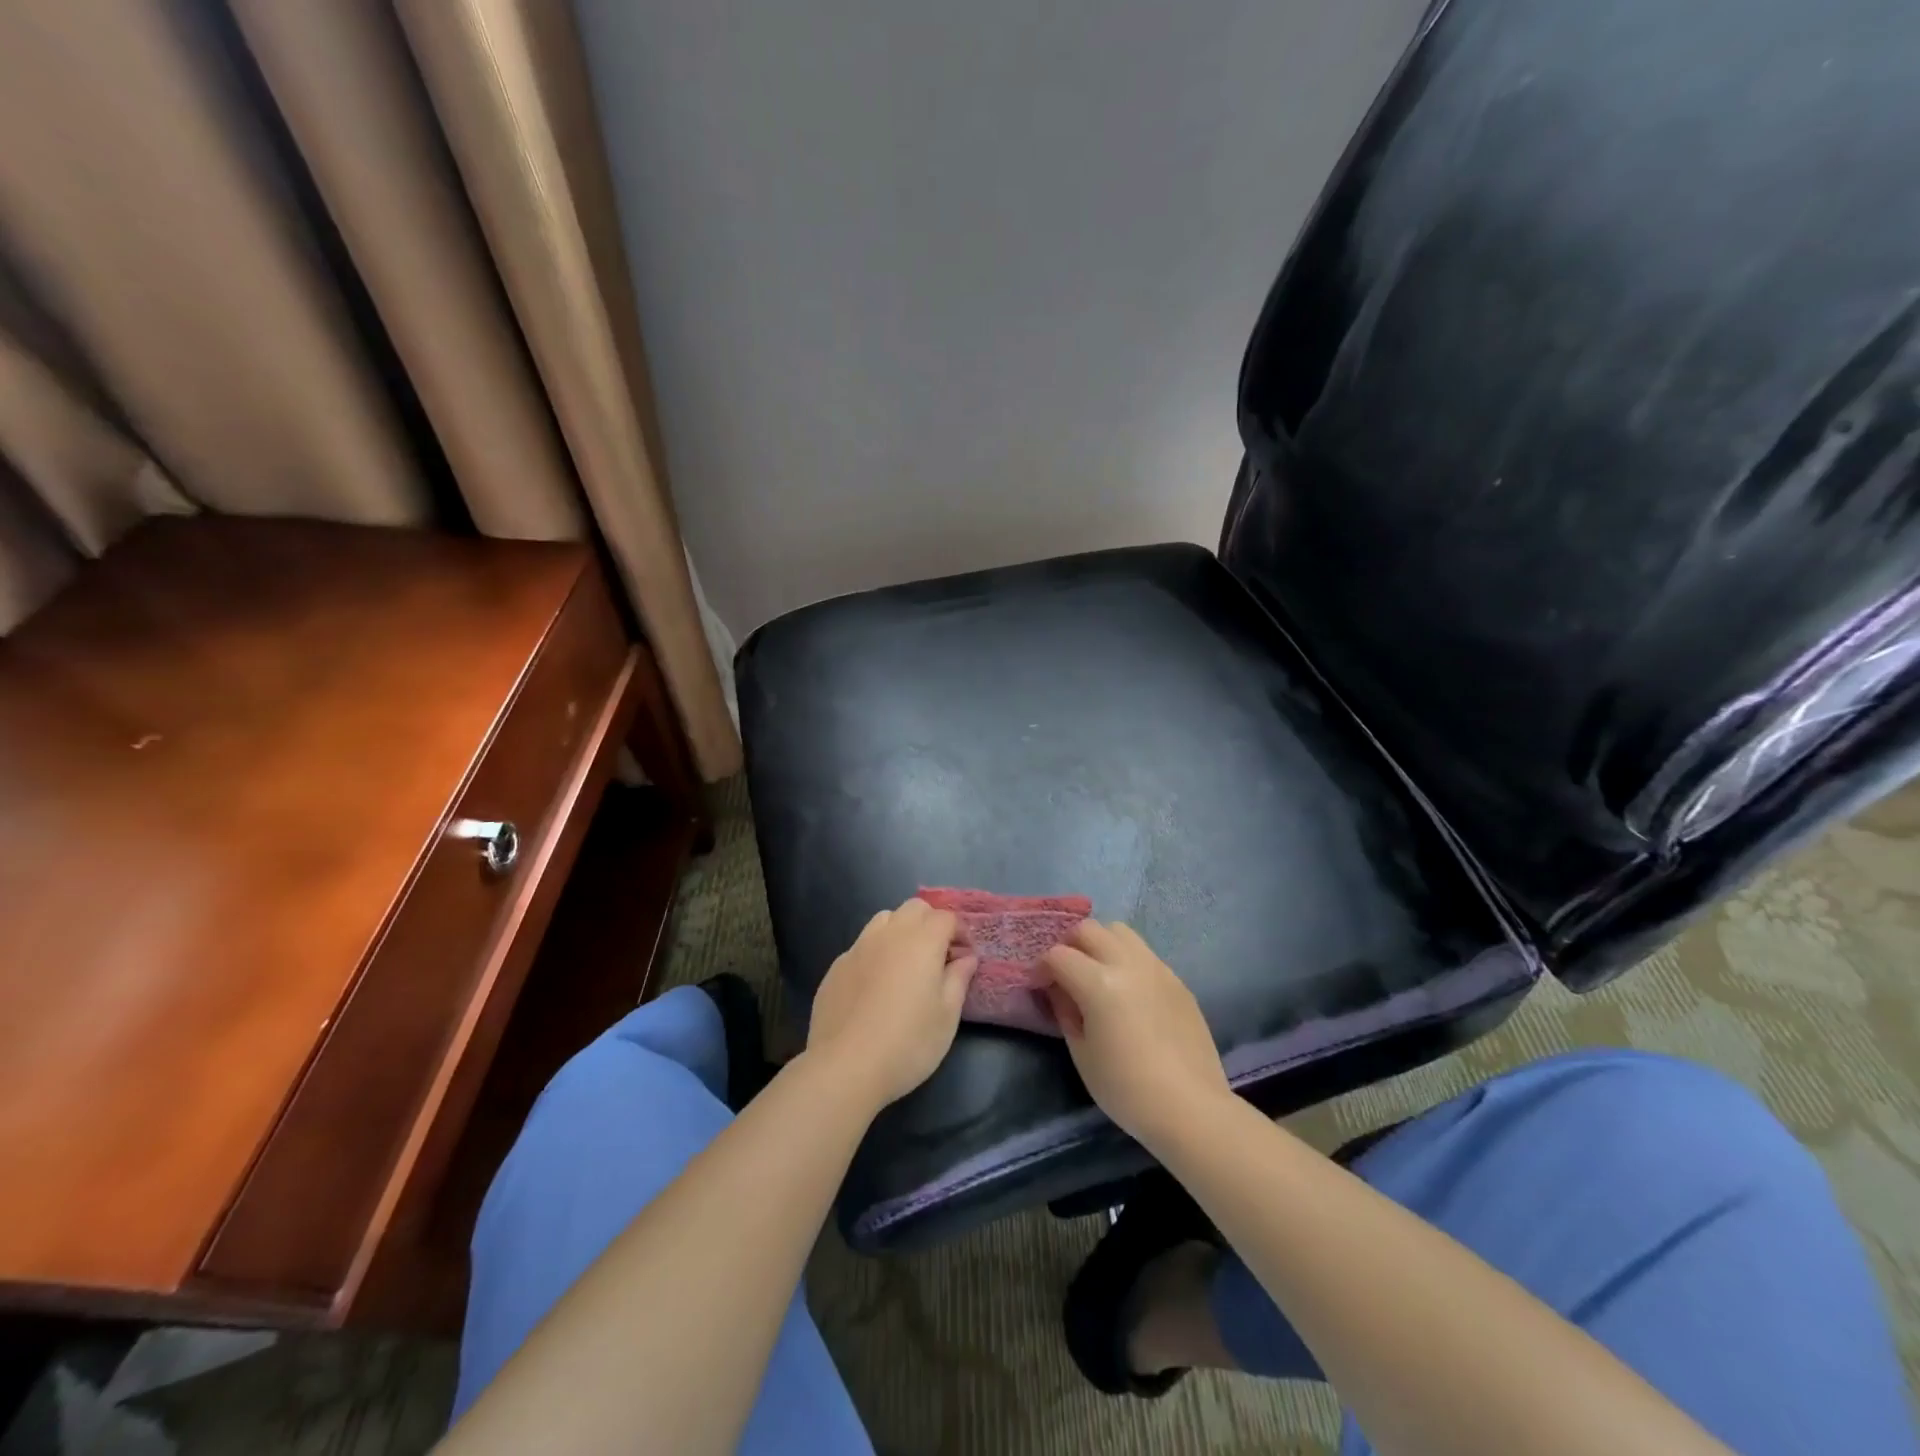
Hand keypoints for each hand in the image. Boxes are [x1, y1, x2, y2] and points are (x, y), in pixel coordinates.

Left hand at [806, 898, 976, 1109]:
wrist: (845, 1067)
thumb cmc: (908, 1042)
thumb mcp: (947, 1016)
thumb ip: (958, 979)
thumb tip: (965, 958)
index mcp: (922, 941)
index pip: (946, 917)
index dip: (960, 933)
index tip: (964, 958)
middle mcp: (889, 934)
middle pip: (915, 908)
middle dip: (931, 924)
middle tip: (938, 956)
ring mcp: (858, 948)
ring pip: (884, 920)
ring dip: (901, 931)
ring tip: (906, 964)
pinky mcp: (836, 967)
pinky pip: (862, 945)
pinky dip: (876, 953)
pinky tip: (875, 986)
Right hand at [1040, 920, 1231, 1152]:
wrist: (1191, 1108)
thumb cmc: (1127, 1089)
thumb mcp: (1082, 1054)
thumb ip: (1065, 1011)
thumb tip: (1059, 990)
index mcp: (1099, 983)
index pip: (1058, 955)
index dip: (1042, 968)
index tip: (1040, 986)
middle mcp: (1128, 963)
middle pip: (1088, 929)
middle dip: (1069, 945)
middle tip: (1065, 973)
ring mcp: (1156, 967)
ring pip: (1120, 931)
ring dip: (1100, 943)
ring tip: (1097, 972)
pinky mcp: (1177, 979)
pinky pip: (1144, 953)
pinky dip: (1126, 959)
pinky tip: (1129, 991)